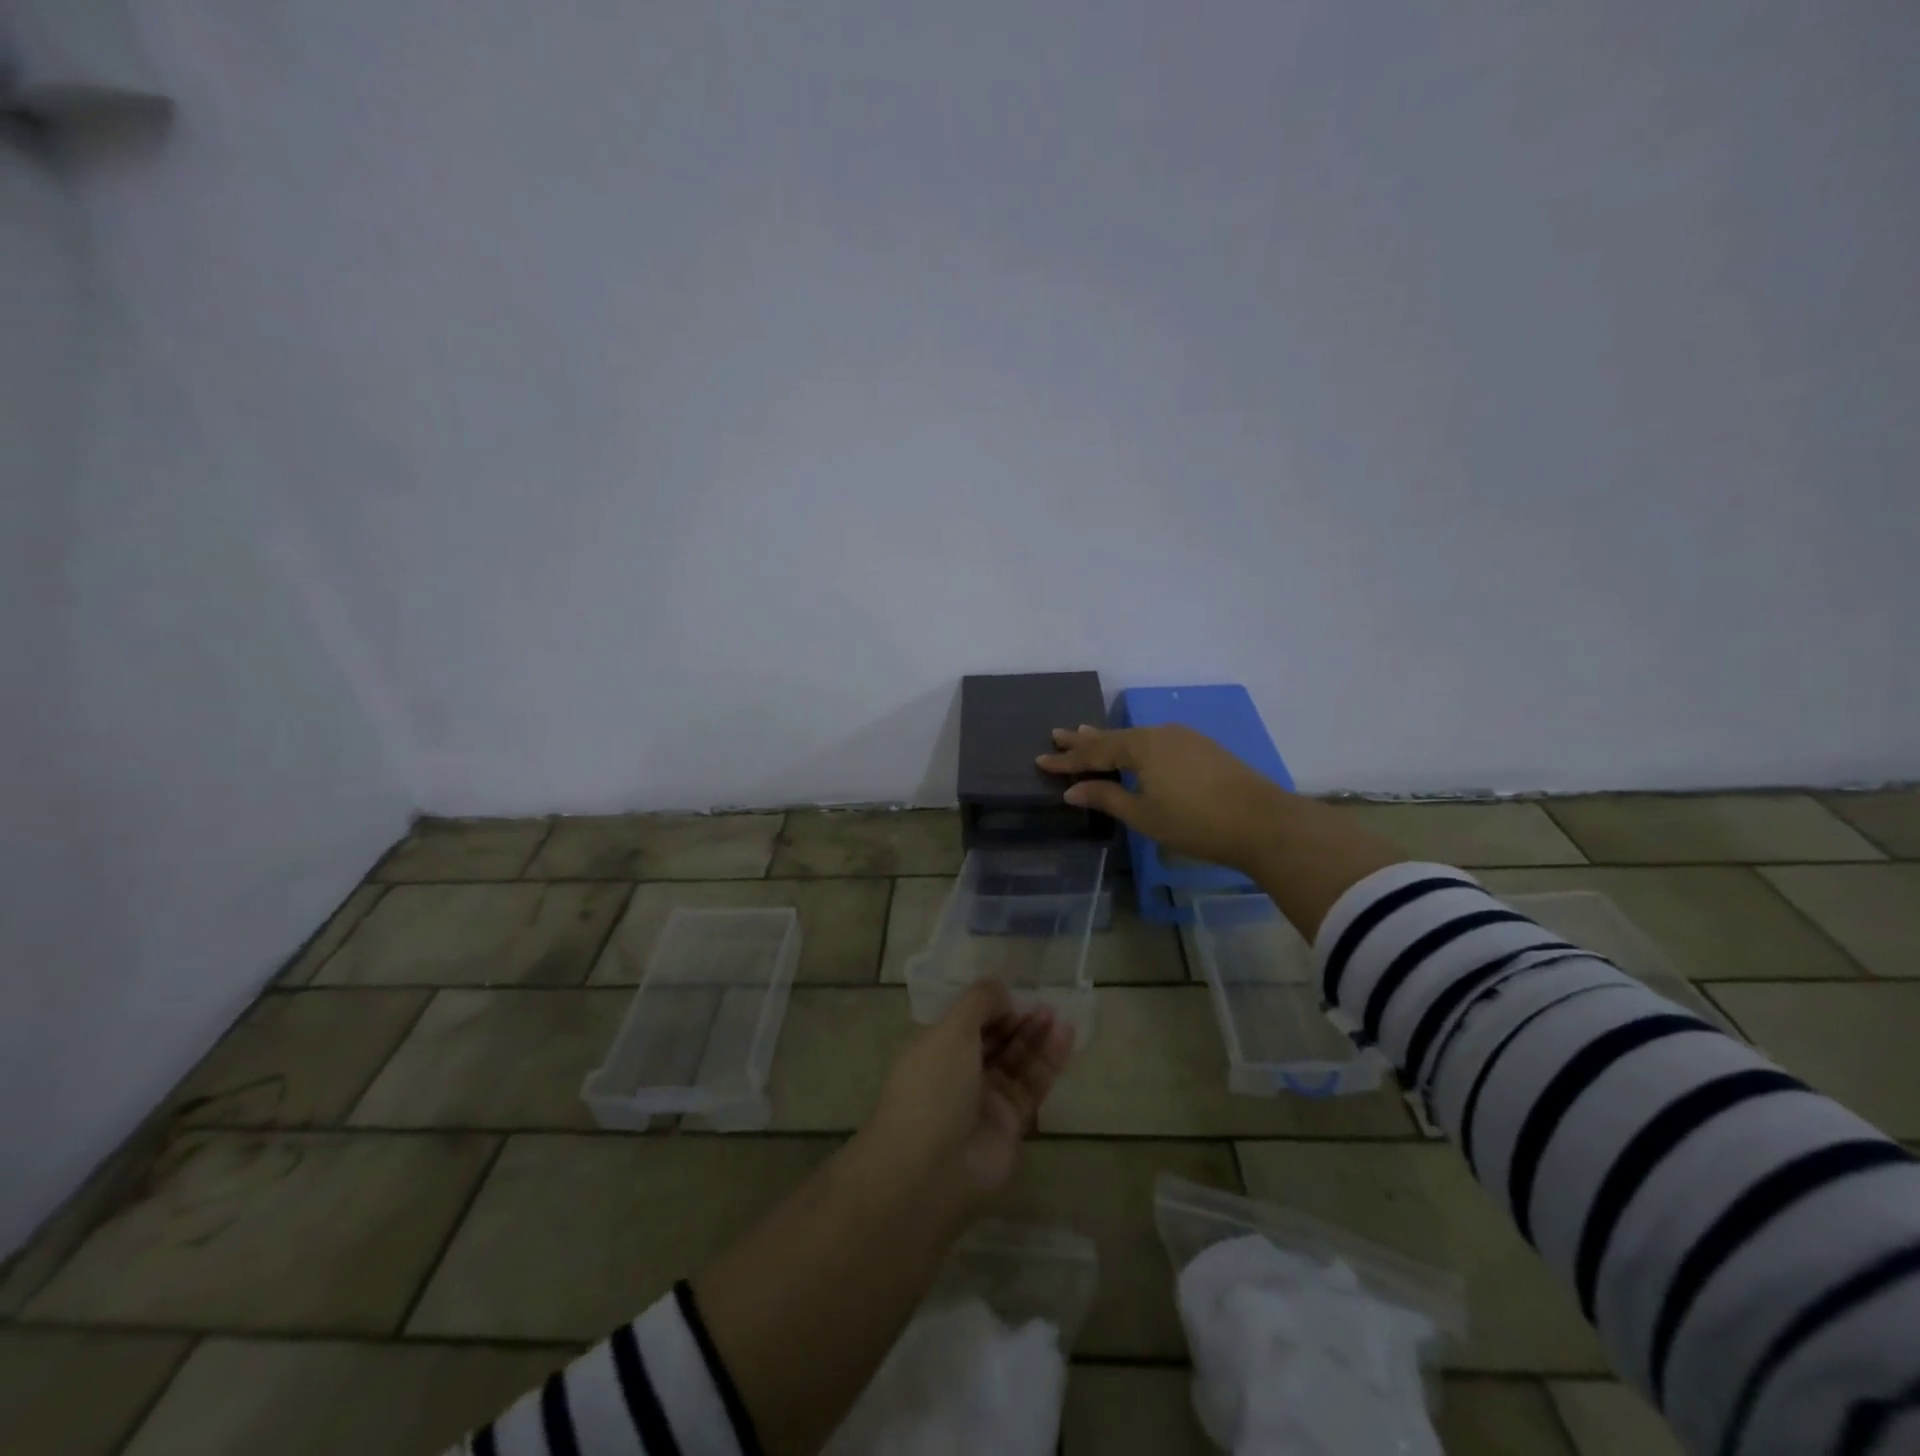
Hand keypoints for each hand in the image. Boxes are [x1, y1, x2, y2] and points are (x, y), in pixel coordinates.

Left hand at [859, 981, 1073, 1208]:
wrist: (930, 1169)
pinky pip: (1032, 1085)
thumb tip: (999, 987)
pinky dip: (1048, 1061)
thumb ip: (978, 1003)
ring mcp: (984, 1100)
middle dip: (1016, 1019)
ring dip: (1036, 1037)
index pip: (966, 1020)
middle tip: (1043, 1001)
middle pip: (993, 1039)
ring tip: (1057, 1015)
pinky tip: (1065, 1037)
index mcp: (935, 1048)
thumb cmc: (932, 1087)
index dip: (990, 1005)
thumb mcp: (951, 1032)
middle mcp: (959, 1073)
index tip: (1014, 990)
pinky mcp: (1010, 1124)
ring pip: (1015, 1061)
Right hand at [1037, 723, 1294, 875]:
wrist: (1261, 821)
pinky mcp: (1203, 748)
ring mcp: (1184, 738)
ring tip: (1089, 734)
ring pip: (1137, 737)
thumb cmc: (1194, 822)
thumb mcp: (1143, 814)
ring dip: (1111, 739)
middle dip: (1085, 739)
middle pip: (1114, 737)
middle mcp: (1160, 733)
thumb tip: (1072, 790)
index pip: (1095, 752)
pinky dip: (1137, 745)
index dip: (1067, 759)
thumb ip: (1106, 797)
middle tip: (1059, 733)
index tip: (1041, 758)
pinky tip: (1136, 748)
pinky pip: (1157, 741)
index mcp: (1141, 746)